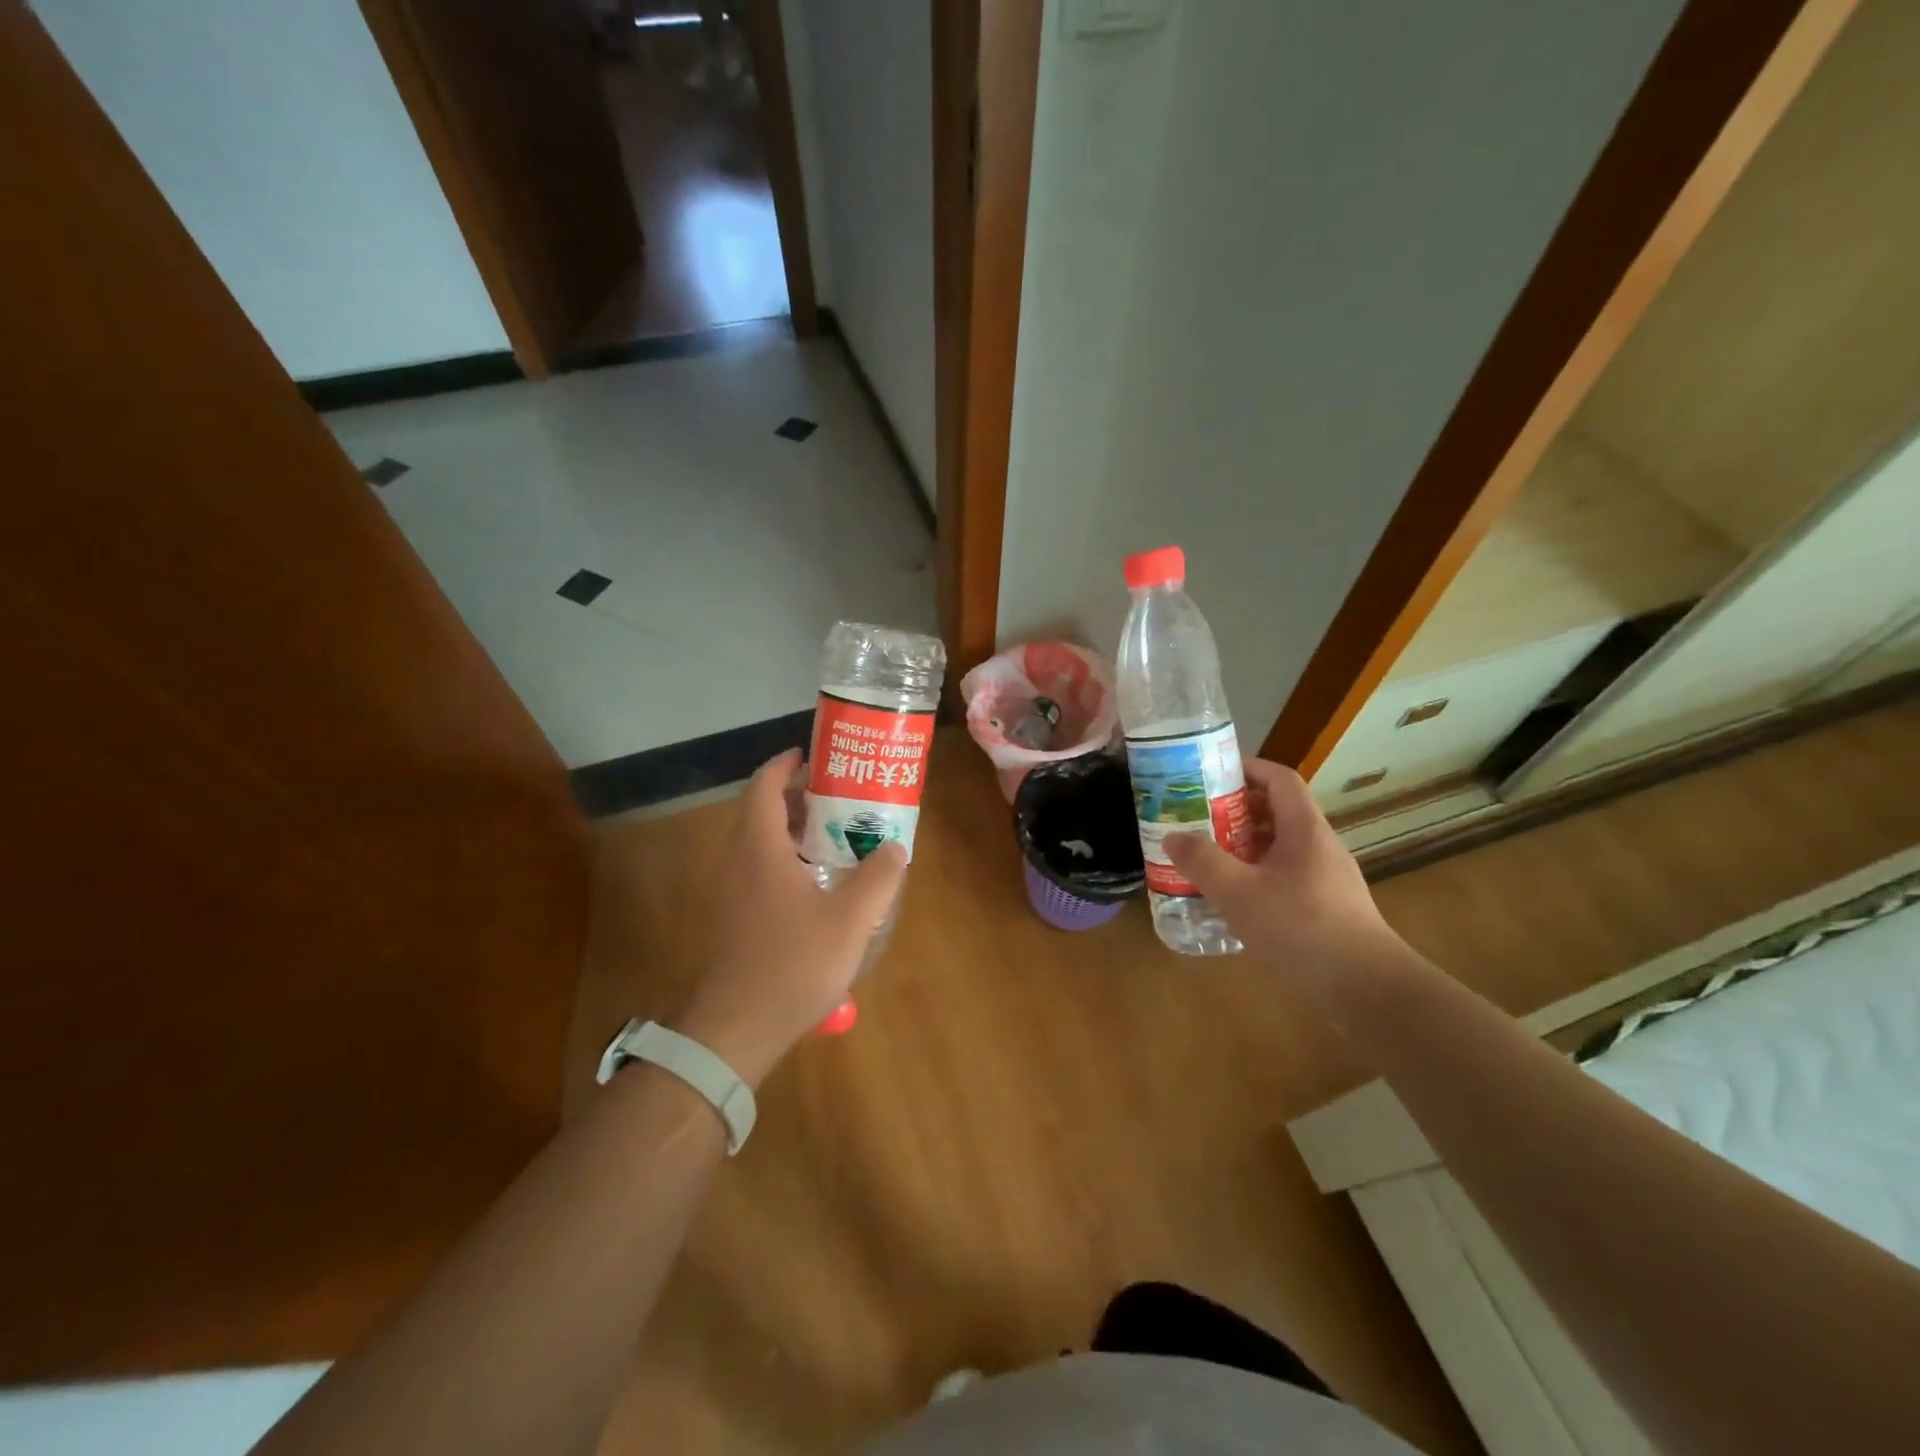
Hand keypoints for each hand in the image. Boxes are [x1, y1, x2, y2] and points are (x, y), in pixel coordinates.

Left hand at [673, 749, 905, 1086]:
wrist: (736, 1029)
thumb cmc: (792, 964)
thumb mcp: (850, 919)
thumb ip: (877, 878)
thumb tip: (894, 847)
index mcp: (760, 847)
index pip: (764, 785)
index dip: (785, 764)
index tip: (813, 755)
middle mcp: (738, 860)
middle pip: (763, 811)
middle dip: (799, 797)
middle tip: (840, 797)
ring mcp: (731, 892)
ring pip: (761, 843)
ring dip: (794, 831)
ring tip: (836, 836)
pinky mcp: (733, 918)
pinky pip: (759, 870)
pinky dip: (787, 860)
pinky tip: (819, 886)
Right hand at [1166, 759, 1410, 1014]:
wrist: (1365, 989)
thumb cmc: (1301, 928)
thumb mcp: (1239, 892)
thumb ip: (1203, 861)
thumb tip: (1172, 836)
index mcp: (1304, 829)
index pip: (1279, 779)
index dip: (1247, 768)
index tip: (1211, 772)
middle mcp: (1318, 846)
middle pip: (1276, 812)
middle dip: (1234, 811)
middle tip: (1195, 818)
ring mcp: (1325, 878)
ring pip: (1279, 848)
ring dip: (1243, 846)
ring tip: (1205, 858)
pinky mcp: (1326, 908)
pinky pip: (1284, 877)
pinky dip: (1255, 877)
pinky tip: (1232, 900)